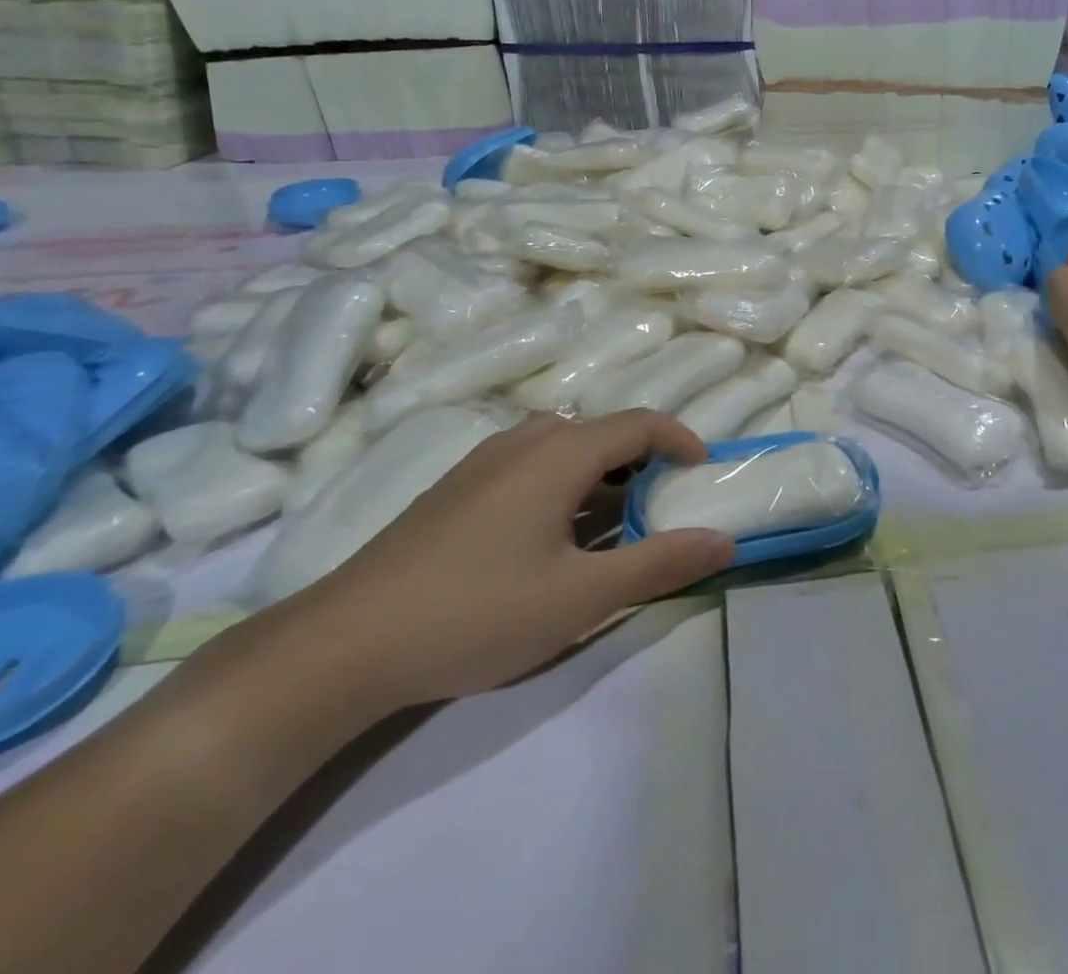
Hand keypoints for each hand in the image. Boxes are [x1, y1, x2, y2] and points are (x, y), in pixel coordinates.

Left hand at [292, 411, 734, 711]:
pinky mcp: (455, 488)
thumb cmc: (477, 612)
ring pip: (563, 446)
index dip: (681, 439)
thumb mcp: (582, 597)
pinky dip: (564, 482)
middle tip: (664, 502)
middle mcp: (523, 441)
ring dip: (602, 471)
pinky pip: (530, 463)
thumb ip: (659, 564)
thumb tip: (726, 541)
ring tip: (614, 521)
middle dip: (643, 458)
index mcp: (559, 453)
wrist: (341, 646)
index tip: (704, 471)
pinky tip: (551, 536)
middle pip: (602, 430)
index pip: (640, 422)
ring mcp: (482, 462)